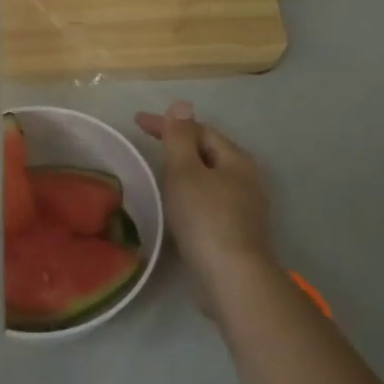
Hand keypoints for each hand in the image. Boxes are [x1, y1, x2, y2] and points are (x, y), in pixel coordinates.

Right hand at [136, 102, 277, 315]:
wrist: (232, 278)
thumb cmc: (206, 219)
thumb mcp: (186, 172)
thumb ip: (180, 138)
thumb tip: (182, 104)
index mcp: (236, 160)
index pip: (199, 130)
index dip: (168, 124)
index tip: (137, 122)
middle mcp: (246, 179)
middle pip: (209, 153)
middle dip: (179, 146)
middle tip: (148, 145)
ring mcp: (245, 208)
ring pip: (210, 179)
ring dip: (185, 172)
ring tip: (158, 174)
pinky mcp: (237, 233)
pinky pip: (209, 203)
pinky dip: (190, 196)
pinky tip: (177, 208)